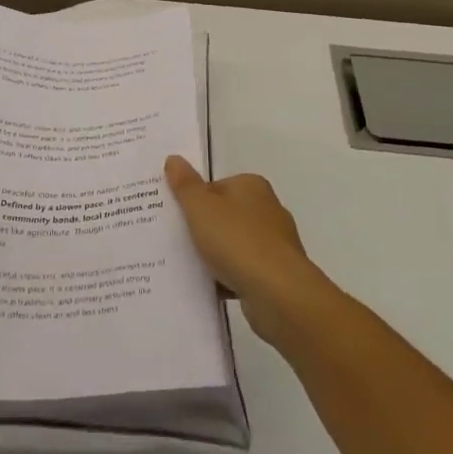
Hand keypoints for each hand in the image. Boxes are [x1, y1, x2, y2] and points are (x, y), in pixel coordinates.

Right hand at [165, 156, 319, 342]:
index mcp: (252, 186)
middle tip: (175, 241)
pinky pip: (242, 272)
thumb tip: (174, 159)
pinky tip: (207, 288)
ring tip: (186, 267)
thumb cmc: (237, 241)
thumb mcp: (201, 208)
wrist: (278, 294)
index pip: (215, 186)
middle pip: (225, 215)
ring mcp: (274, 244)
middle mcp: (267, 210)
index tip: (174, 217)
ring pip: (233, 245)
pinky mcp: (276, 275)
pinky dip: (227, 278)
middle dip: (203, 228)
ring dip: (214, 256)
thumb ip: (185, 185)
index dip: (193, 200)